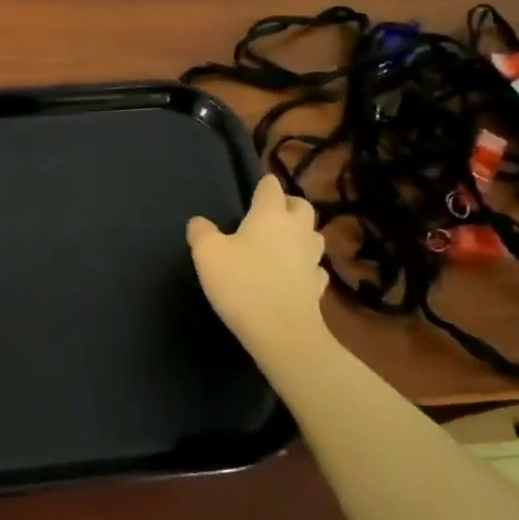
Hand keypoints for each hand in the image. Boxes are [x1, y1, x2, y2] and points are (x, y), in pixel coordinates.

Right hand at [188, 174, 331, 365]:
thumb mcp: (207, 254)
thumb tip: (199, 222)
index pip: (271, 186)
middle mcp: (297, 229)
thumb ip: (201, 232)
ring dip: (300, 233)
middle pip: (301, 205)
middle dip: (287, 205)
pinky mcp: (318, 286)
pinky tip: (293, 274)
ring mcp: (312, 258)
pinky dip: (305, 265)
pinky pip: (314, 267)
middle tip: (269, 215)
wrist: (283, 333)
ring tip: (282, 242)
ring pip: (313, 234)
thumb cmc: (243, 284)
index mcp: (270, 214)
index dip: (262, 186)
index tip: (252, 192)